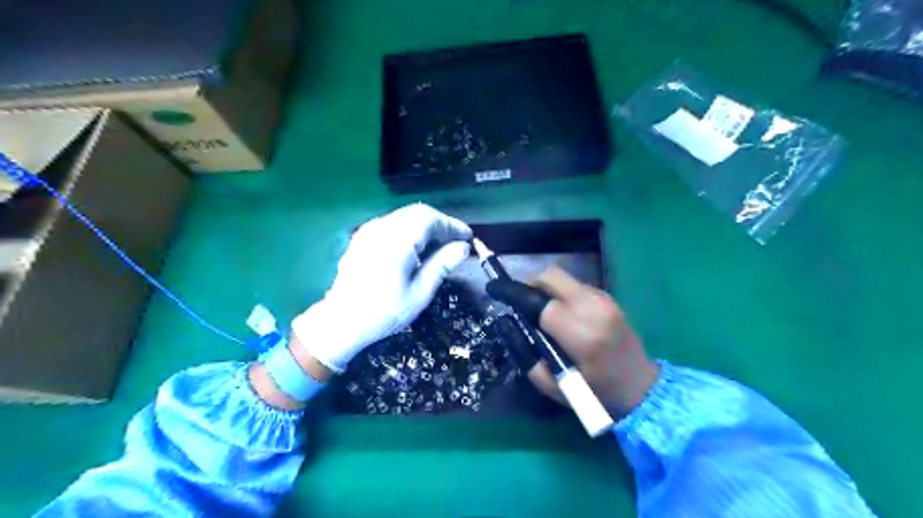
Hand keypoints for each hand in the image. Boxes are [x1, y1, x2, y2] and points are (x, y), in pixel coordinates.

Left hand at [292, 203, 470, 371]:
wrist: (340, 322)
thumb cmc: (383, 313)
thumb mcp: (419, 294)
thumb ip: (442, 265)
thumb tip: (463, 247)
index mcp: (396, 242)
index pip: (430, 219)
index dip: (452, 225)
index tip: (467, 237)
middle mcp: (381, 229)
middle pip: (418, 213)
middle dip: (440, 224)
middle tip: (456, 242)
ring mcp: (369, 231)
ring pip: (405, 216)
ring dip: (426, 226)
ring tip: (441, 245)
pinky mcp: (363, 237)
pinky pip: (393, 223)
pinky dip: (411, 230)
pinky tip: (417, 248)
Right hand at [489, 267, 656, 416]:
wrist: (642, 388)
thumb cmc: (596, 394)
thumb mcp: (552, 386)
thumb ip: (525, 354)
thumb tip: (507, 323)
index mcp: (580, 333)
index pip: (538, 300)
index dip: (513, 293)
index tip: (494, 290)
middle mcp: (593, 308)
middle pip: (551, 276)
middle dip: (530, 285)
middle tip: (523, 305)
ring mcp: (604, 300)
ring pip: (563, 278)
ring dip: (547, 290)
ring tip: (545, 314)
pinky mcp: (609, 298)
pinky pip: (576, 286)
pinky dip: (562, 294)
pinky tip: (565, 315)